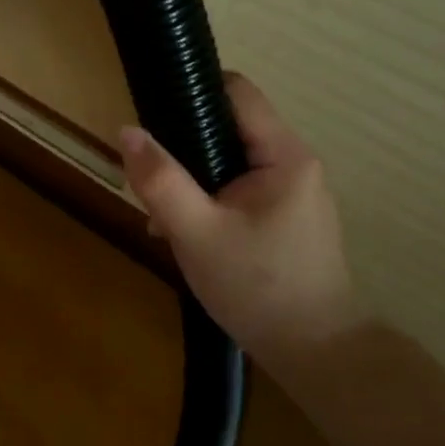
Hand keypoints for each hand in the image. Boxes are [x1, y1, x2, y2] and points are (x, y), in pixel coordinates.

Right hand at [119, 74, 367, 368]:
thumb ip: (160, 180)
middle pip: (227, 127)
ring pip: (228, 161)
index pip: (237, 91)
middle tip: (150, 181)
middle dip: (183, 148)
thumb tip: (127, 130)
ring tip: (162, 218)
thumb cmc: (259, 289)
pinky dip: (207, 201)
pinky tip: (184, 235)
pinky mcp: (284, 216)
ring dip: (190, 181)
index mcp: (284, 155)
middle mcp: (293, 163)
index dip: (193, 89)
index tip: (153, 111)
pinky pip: (237, 188)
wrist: (317, 356)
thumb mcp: (197, 234)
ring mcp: (291, 191)